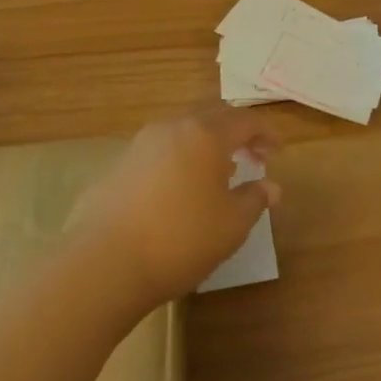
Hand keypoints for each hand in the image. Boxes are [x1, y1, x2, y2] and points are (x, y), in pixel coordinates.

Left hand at [70, 108, 281, 306]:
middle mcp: (172, 128)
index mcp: (205, 135)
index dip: (266, 132)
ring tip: (218, 174)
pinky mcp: (117, 167)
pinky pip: (159, 151)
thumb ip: (255, 199)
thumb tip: (271, 187)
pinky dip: (180, 159)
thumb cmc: (180, 239)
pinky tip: (180, 190)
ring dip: (206, 145)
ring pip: (182, 131)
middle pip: (212, 116)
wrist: (102, 263)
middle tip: (252, 156)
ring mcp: (139, 145)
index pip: (245, 120)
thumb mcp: (232, 225)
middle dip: (236, 132)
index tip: (277, 151)